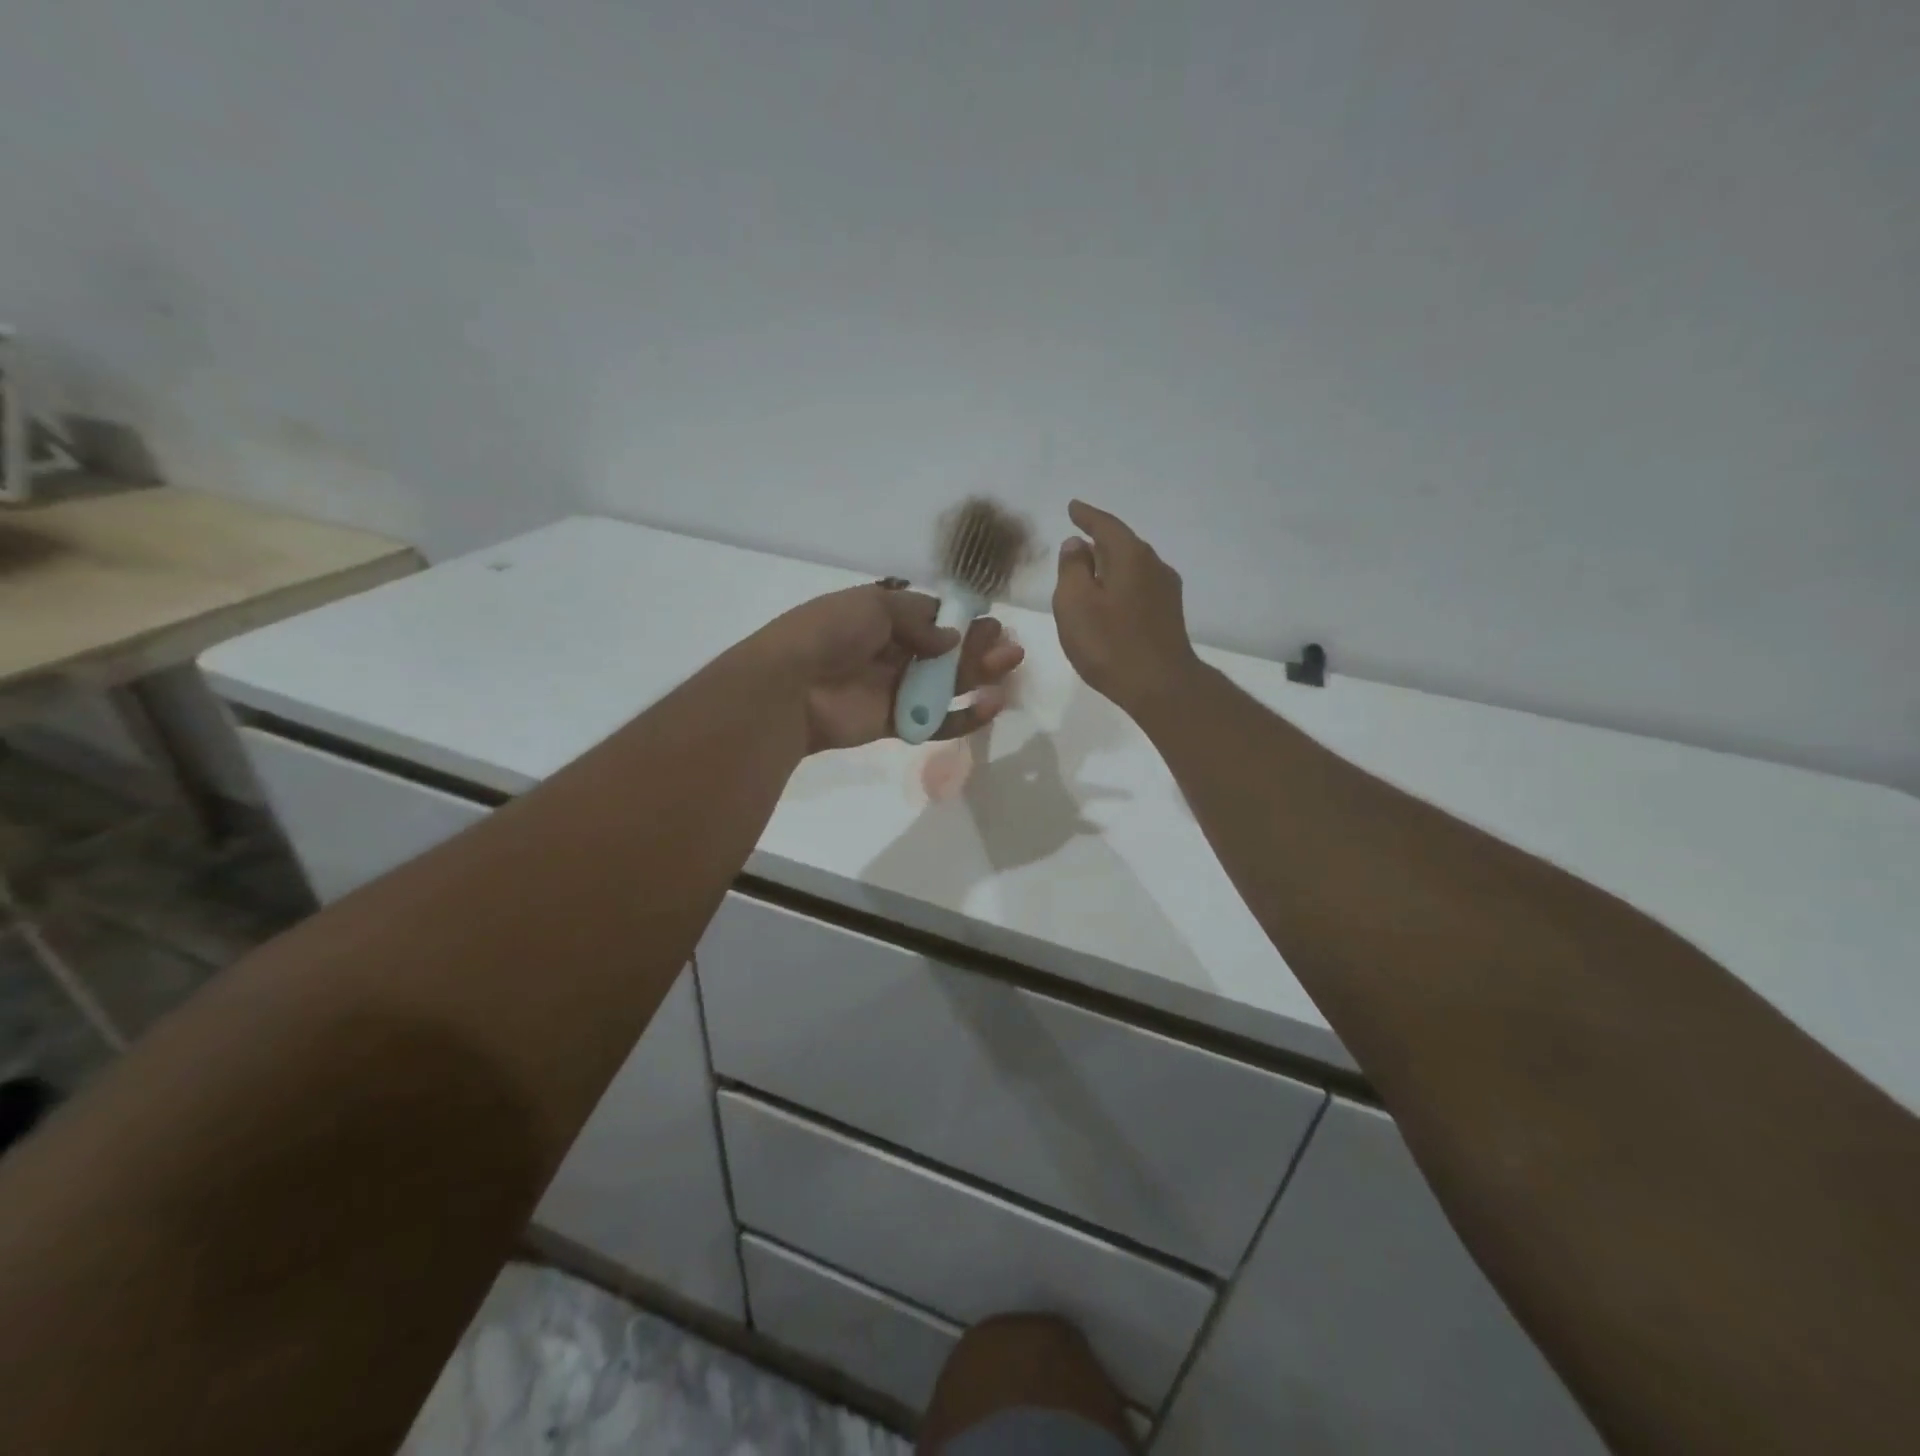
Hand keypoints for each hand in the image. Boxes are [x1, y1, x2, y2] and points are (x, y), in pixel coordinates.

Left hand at [761, 583, 1024, 753]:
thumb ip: (919, 621)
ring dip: (979, 674)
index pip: (929, 617)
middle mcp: (890, 652)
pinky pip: (936, 720)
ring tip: (1009, 664)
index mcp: (881, 617)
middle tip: (1007, 643)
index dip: (960, 619)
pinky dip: (964, 716)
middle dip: (977, 646)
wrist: (790, 686)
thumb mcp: (875, 606)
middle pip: (944, 651)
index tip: (988, 620)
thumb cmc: (830, 633)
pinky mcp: (896, 723)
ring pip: (945, 684)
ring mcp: (894, 689)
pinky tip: (991, 704)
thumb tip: (951, 639)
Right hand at [1052, 500, 1200, 716]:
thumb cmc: (1109, 643)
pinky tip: (1110, 600)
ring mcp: (1166, 591)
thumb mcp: (1075, 603)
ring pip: (1132, 567)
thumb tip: (1077, 545)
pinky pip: (1138, 587)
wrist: (1160, 686)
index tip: (1073, 507)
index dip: (1087, 515)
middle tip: (1078, 542)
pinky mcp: (1168, 616)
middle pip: (1123, 545)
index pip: (1106, 525)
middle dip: (1100, 541)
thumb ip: (1072, 569)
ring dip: (1110, 566)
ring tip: (1090, 572)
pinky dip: (1120, 585)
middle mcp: (1154, 566)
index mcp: (1131, 556)